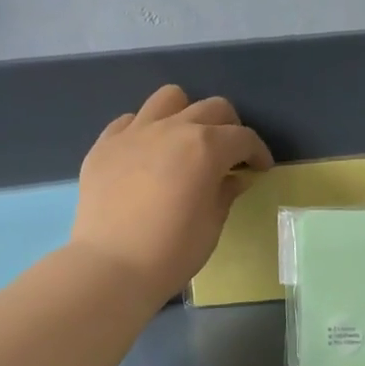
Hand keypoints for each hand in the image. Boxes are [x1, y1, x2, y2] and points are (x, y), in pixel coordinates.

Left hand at [71, 85, 273, 301]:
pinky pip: (130, 121)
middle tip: (229, 154)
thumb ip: (225, 193)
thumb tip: (233, 178)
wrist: (111, 266)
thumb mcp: (211, 226)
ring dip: (186, 114)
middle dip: (229, 128)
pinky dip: (145, 130)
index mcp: (206, 147)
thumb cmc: (171, 252)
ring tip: (185, 141)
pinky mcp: (104, 145)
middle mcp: (172, 128)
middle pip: (211, 109)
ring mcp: (134, 132)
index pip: (243, 137)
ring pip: (169, 99)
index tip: (260, 168)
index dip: (257, 152)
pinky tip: (146, 155)